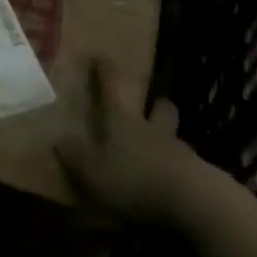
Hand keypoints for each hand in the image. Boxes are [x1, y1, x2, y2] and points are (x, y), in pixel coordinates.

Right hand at [54, 62, 204, 223]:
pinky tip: (171, 184)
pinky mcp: (197, 174)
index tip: (101, 56)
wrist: (189, 200)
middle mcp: (152, 128)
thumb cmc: (133, 178)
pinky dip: (178, 169)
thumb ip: (75, 156)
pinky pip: (186, 165)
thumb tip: (59, 139)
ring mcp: (178, 150)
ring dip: (168, 138)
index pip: (113, 86)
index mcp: (123, 120)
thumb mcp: (92, 172)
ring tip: (159, 152)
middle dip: (156, 104)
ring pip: (174, 135)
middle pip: (159, 106)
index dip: (106, 70)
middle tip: (151, 107)